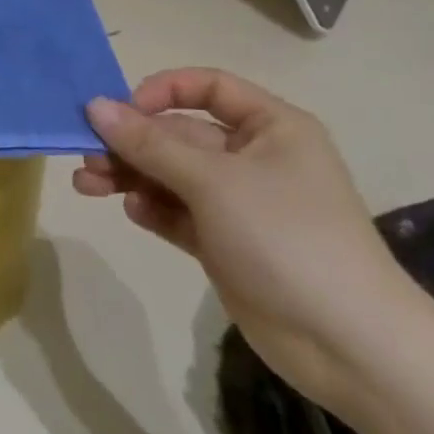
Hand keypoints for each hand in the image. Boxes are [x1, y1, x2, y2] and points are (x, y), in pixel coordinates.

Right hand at [74, 68, 422, 413]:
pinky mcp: (223, 241)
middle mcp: (253, 158)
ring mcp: (237, 202)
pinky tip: (133, 212)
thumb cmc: (287, 239)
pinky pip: (175, 210)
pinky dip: (150, 207)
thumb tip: (94, 105)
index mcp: (270, 129)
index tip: (121, 112)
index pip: (207, 88)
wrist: (348, 345)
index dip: (161, 92)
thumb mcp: (212, 181)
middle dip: (129, 143)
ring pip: (168, 173)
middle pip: (176, 134)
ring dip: (127, 174)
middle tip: (85, 156)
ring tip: (87, 186)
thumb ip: (148, 143)